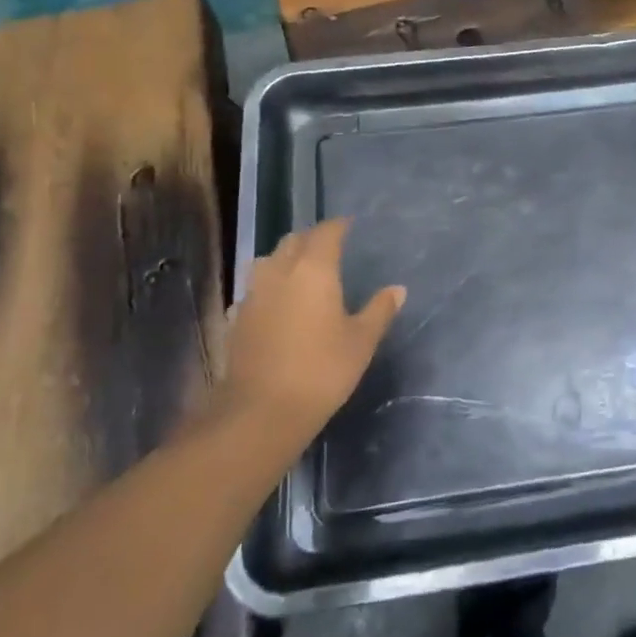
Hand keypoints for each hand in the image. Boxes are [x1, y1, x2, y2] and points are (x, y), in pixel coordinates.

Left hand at [214, 219, 404, 449]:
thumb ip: (379, 310)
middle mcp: (280, 272)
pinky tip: (277, 302)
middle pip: (293, 241)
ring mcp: (254, 294)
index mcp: (314, 269)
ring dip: (285, 258)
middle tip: (329, 247)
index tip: (350, 225)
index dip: (338, 226)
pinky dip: (269, 285)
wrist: (261, 412)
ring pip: (268, 261)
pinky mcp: (238, 318)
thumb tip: (397, 289)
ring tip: (301, 270)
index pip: (326, 233)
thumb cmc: (321, 371)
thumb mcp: (361, 342)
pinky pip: (255, 288)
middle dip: (311, 239)